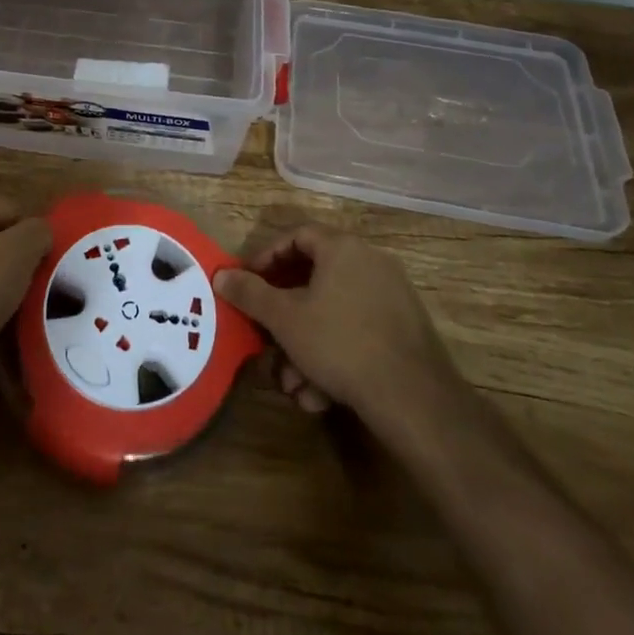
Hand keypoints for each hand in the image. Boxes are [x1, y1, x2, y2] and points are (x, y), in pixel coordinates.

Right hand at [216, 225, 467, 430]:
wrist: (413, 398)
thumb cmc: (340, 343)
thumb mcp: (285, 318)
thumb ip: (250, 293)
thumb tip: (221, 275)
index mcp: (342, 248)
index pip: (296, 235)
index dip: (266, 257)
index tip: (248, 283)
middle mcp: (370, 262)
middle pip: (313, 280)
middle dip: (284, 319)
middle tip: (266, 340)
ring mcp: (391, 297)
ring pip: (332, 315)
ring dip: (305, 348)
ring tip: (293, 385)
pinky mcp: (404, 331)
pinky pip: (356, 333)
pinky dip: (334, 358)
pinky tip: (321, 395)